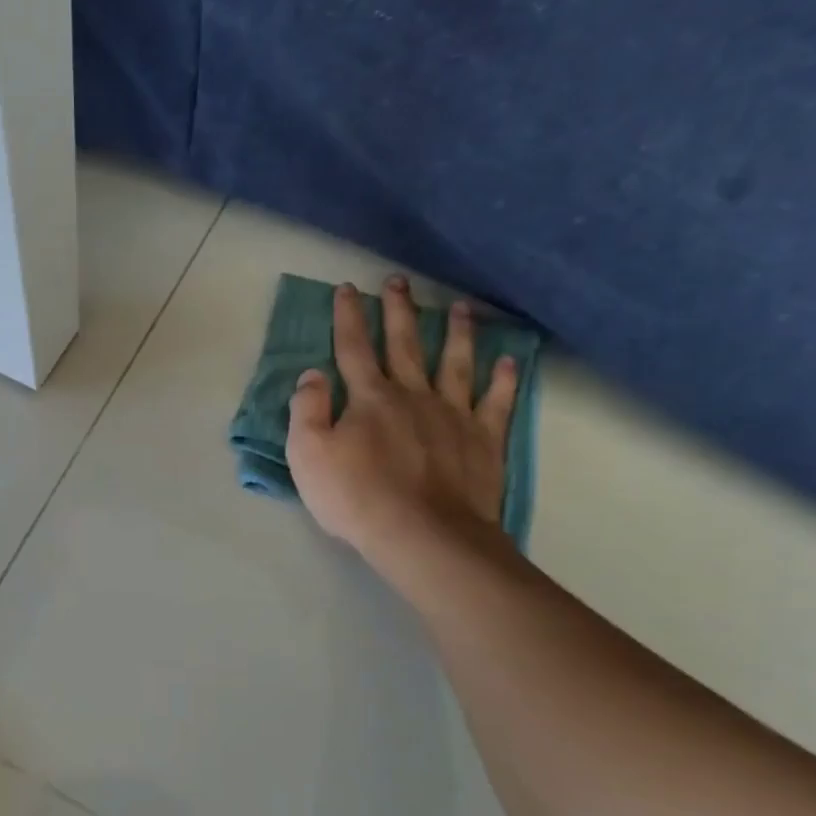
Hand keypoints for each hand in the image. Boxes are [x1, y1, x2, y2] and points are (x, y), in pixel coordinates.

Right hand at [287, 277, 519, 588]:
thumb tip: (312, 374)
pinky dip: (503, 380)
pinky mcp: (483, 440)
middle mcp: (413, 395)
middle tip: (399, 281)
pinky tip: (508, 362)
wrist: (423, 534)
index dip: (347, 317)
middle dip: (398, 311)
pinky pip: (496, 402)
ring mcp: (453, 415)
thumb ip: (307, 409)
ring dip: (456, 333)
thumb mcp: (307, 454)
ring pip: (455, 363)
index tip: (347, 288)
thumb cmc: (356, 496)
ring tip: (459, 307)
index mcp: (369, 398)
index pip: (353, 348)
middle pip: (404, 344)